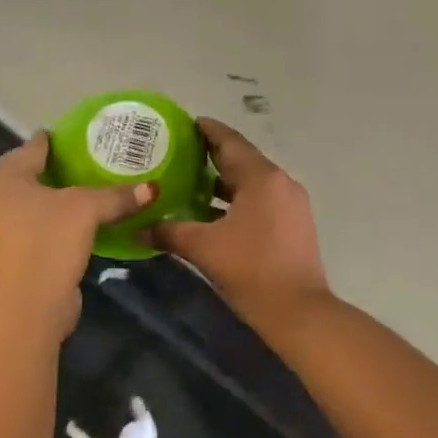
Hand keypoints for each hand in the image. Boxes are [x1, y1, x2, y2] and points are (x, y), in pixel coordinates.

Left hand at [0, 132, 153, 337]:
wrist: (27, 308)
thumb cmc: (48, 241)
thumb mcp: (87, 209)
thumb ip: (116, 195)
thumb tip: (151, 189)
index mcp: (4, 177)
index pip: (33, 147)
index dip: (57, 140)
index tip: (81, 135)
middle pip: (30, 175)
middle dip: (58, 170)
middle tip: (90, 162)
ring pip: (31, 205)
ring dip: (55, 200)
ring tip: (88, 192)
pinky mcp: (8, 259)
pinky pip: (34, 229)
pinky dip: (53, 224)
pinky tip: (78, 225)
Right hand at [151, 118, 330, 336]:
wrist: (300, 314)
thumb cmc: (251, 270)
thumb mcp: (204, 248)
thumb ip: (169, 233)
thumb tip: (138, 229)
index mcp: (262, 178)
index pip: (230, 141)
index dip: (207, 130)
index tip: (185, 123)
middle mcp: (280, 182)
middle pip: (242, 159)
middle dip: (212, 155)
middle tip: (180, 152)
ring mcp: (292, 203)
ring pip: (252, 182)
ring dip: (224, 180)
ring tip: (190, 181)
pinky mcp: (295, 224)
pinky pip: (262, 199)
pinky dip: (238, 199)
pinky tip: (213, 212)